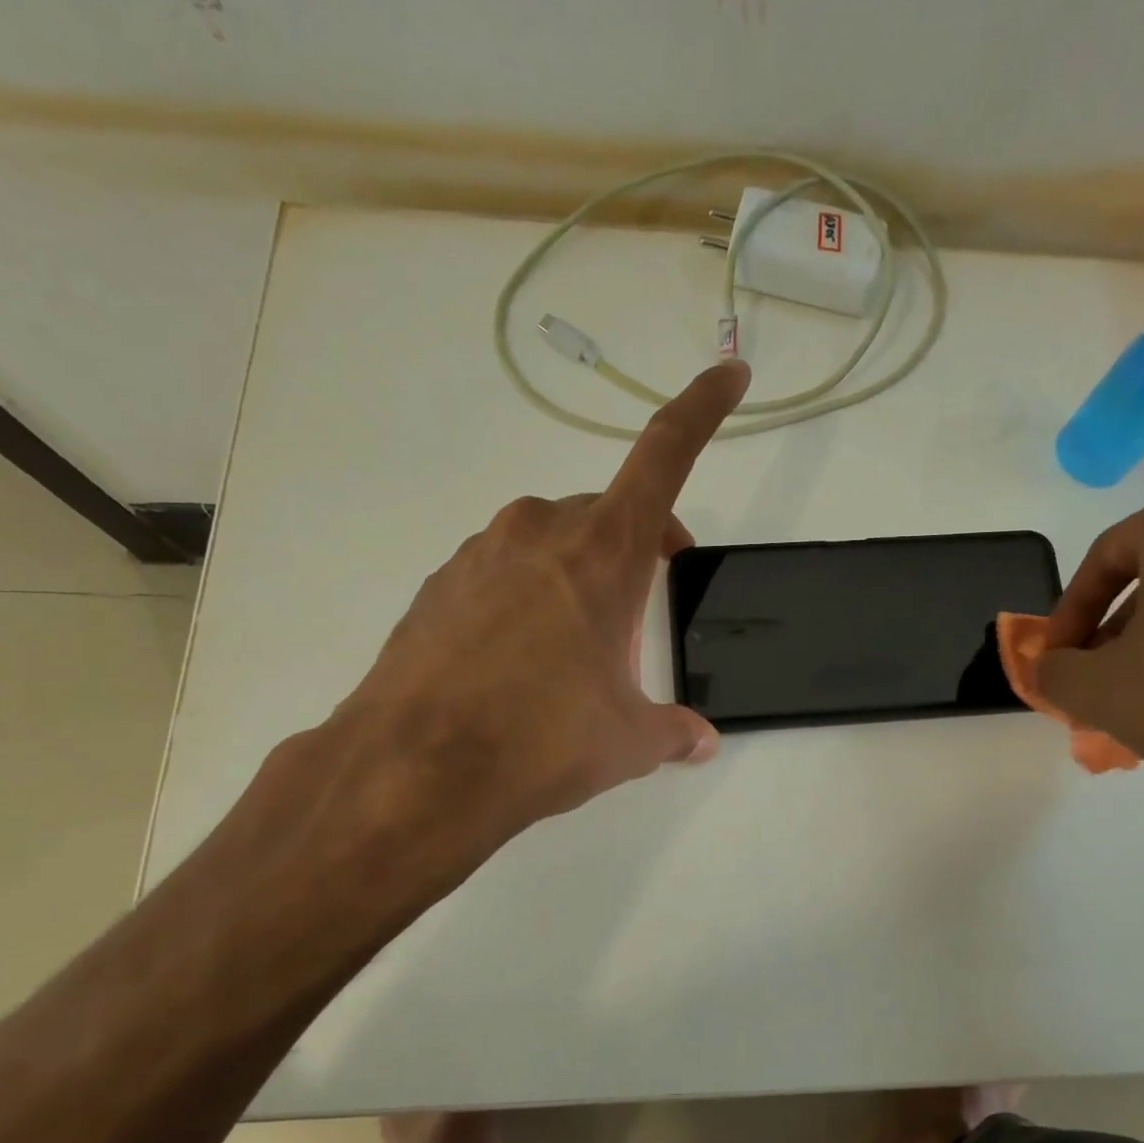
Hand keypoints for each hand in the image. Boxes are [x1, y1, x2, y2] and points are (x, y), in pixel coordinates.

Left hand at [261, 362, 750, 921]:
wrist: (413, 770)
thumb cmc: (543, 738)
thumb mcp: (628, 741)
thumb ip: (673, 731)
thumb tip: (700, 742)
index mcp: (604, 550)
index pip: (666, 454)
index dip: (703, 408)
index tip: (730, 373)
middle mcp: (542, 531)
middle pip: (607, 513)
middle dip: (635, 549)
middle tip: (642, 608)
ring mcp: (481, 553)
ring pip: (550, 541)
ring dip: (577, 575)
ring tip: (574, 650)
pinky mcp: (439, 585)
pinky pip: (501, 571)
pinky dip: (525, 596)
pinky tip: (516, 661)